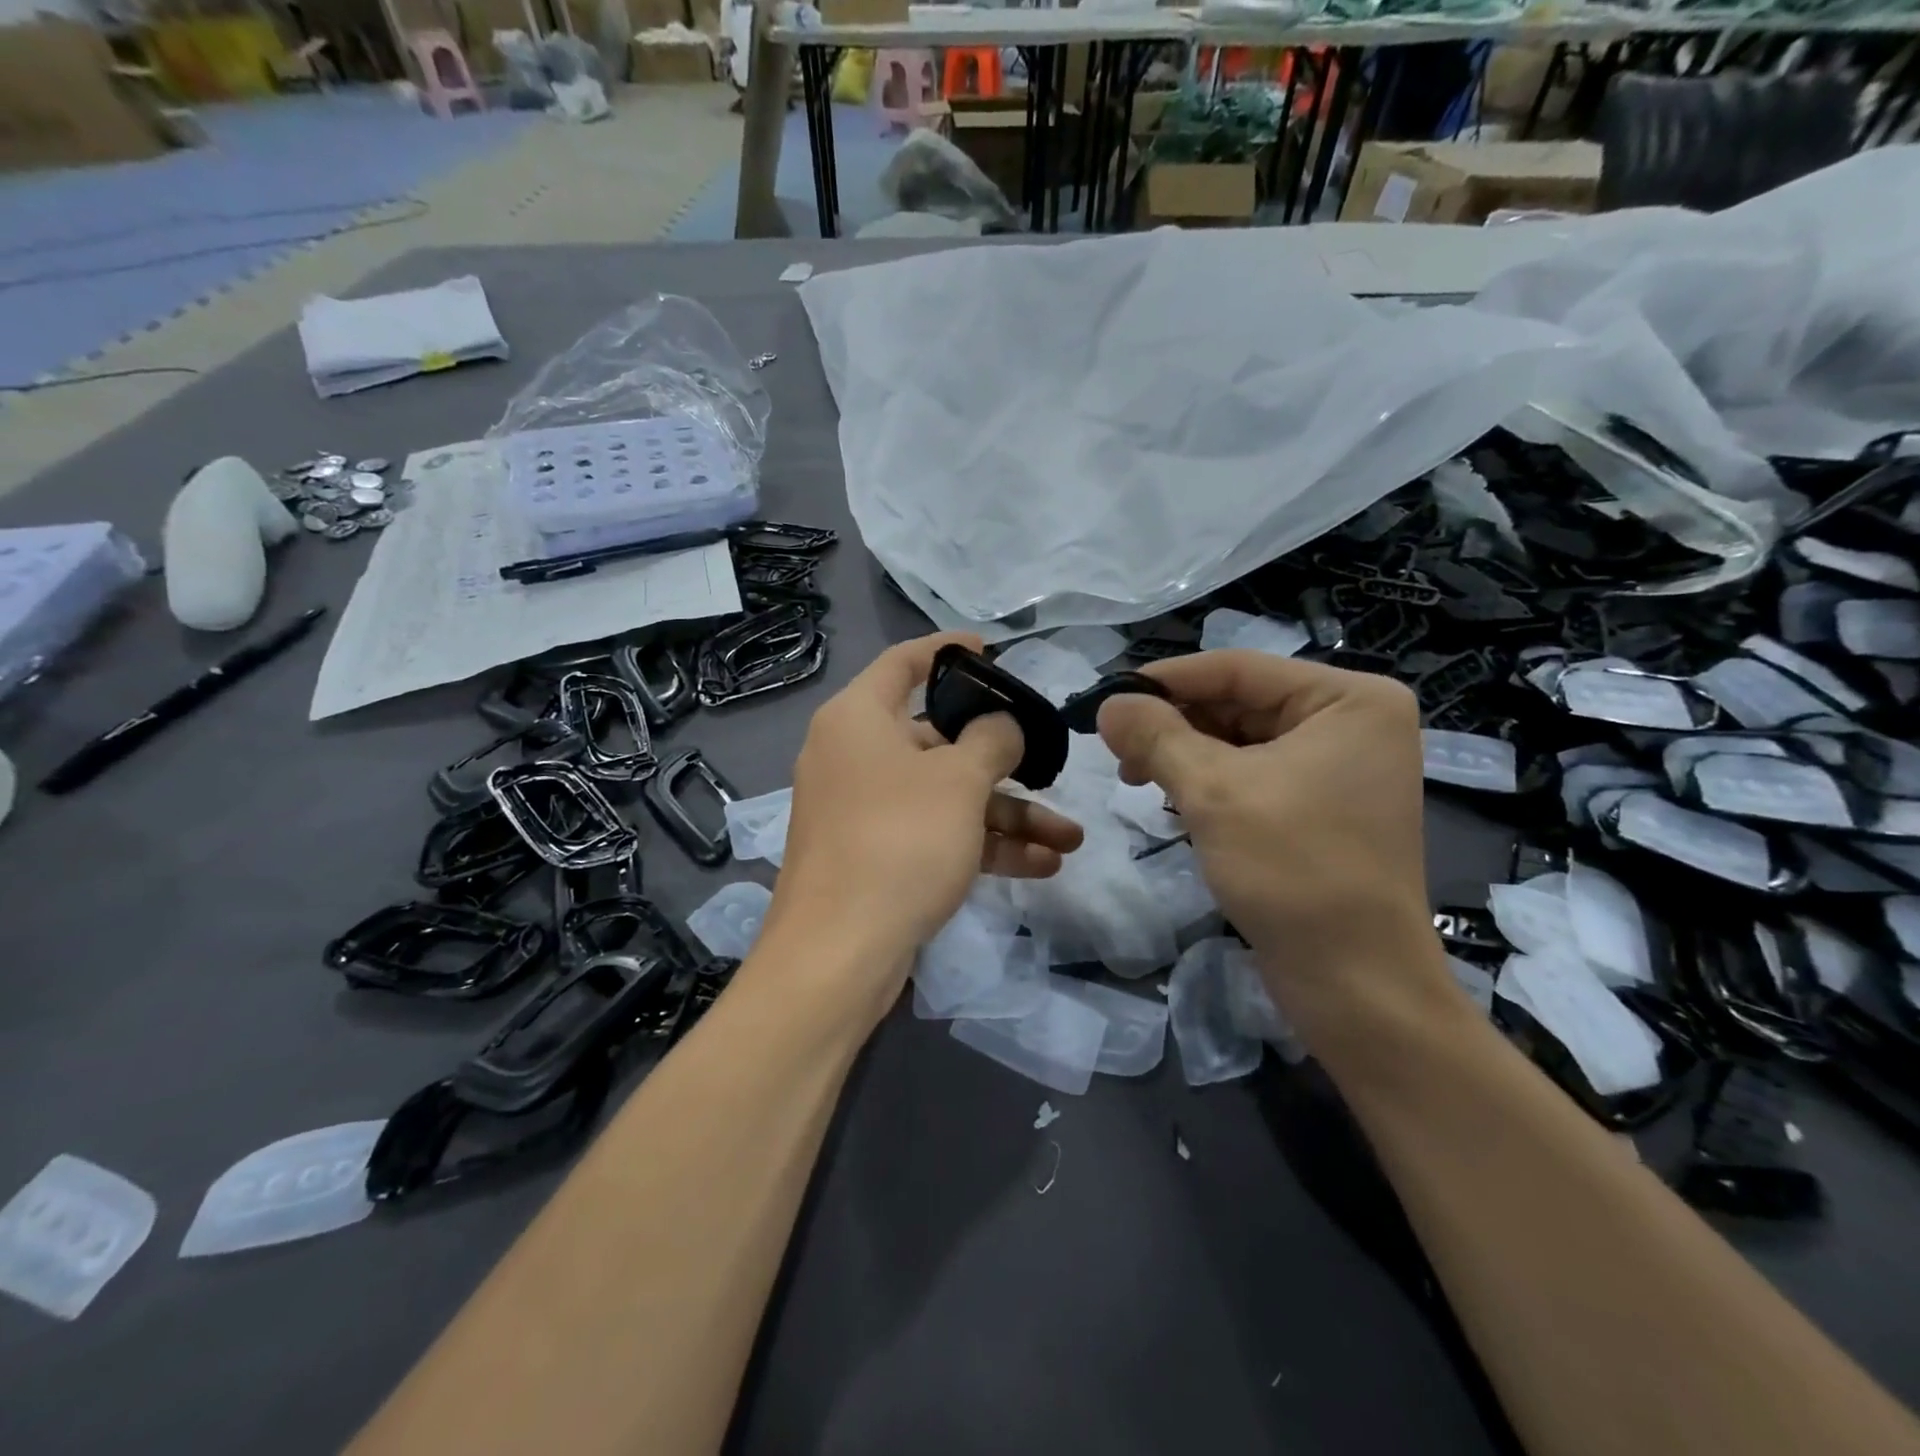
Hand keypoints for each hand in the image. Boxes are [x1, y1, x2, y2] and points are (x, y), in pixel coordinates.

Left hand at [768, 633, 1083, 979]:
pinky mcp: (876, 855)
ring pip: (945, 796)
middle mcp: (855, 756)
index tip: (992, 649)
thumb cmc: (899, 840)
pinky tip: (1042, 864)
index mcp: (859, 718)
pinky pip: (935, 834)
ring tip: (1069, 838)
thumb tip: (1001, 726)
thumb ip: (992, 740)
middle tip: (1048, 764)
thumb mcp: (959, 780)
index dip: (948, 650)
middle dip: (1002, 760)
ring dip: (1007, 815)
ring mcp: (864, 810)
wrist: (839, 952)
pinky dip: (982, 845)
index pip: (905, 663)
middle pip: (937, 739)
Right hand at [1097, 651, 1452, 1046]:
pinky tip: (1173, 800)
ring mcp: (1342, 766)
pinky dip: (1210, 782)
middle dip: (1175, 724)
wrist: (1355, 982)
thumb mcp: (1213, 792)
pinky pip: (1255, 774)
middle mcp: (1353, 722)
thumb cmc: (1293, 870)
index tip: (1107, 699)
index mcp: (1349, 699)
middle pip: (1239, 702)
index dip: (1165, 680)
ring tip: (1136, 778)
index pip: (1238, 669)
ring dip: (1186, 755)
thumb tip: (1108, 704)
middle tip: (1117, 751)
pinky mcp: (1324, 806)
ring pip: (1242, 740)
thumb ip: (1156, 736)